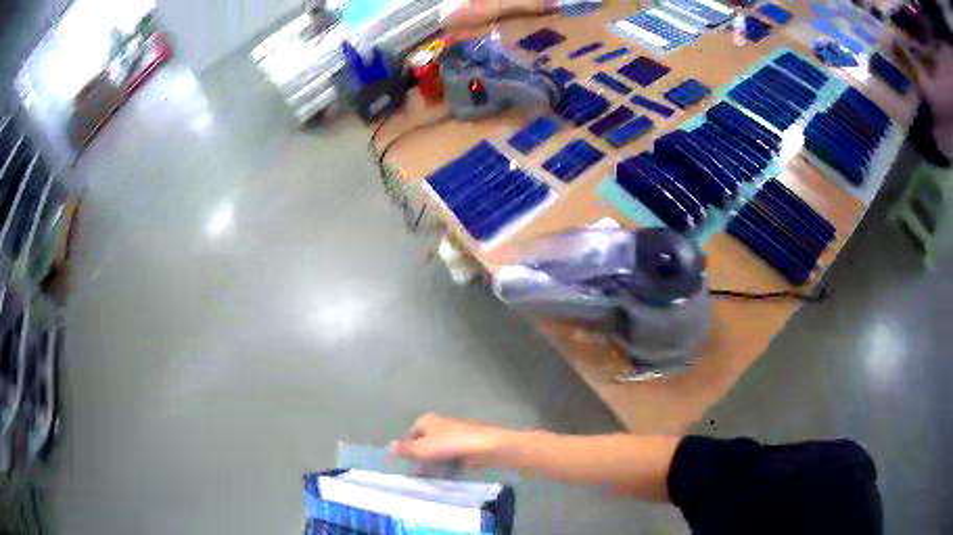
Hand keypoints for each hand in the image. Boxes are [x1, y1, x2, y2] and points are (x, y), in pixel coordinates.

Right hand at [390, 413, 513, 466]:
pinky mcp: (465, 446)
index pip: (409, 436)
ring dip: (434, 464)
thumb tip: (389, 447)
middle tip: (417, 474)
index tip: (406, 465)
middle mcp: (439, 425)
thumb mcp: (422, 449)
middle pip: (423, 444)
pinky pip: (451, 457)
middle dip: (420, 458)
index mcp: (426, 421)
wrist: (486, 447)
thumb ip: (405, 449)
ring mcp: (453, 435)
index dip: (406, 450)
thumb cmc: (450, 445)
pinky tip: (446, 475)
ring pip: (437, 452)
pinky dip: (447, 465)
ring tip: (431, 477)